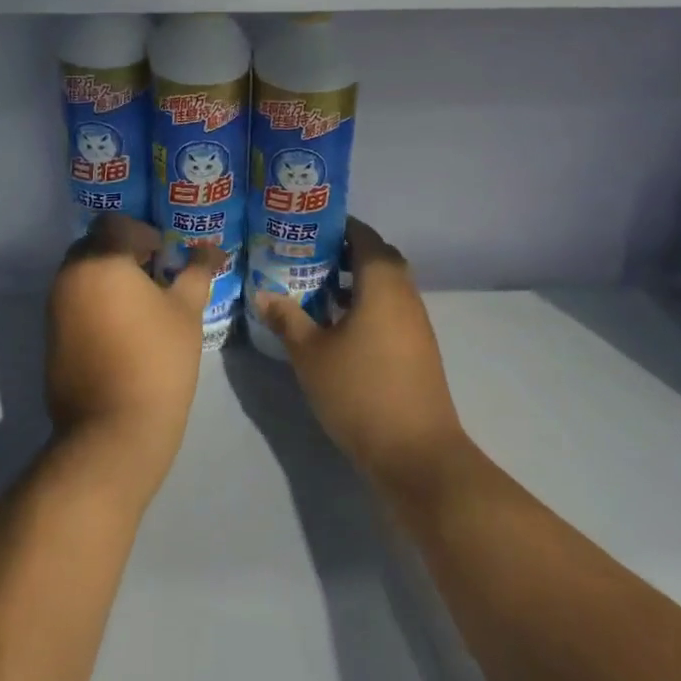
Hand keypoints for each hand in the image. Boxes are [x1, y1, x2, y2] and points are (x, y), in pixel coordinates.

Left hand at [45, 214, 221, 494]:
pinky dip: (95, 302)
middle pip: (95, 245)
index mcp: (101, 260)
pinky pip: (73, 301)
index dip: (143, 232)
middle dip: (124, 253)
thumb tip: (212, 249)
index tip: (165, 256)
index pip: (115, 223)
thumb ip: (196, 271)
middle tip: (156, 277)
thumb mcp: (186, 311)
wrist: (113, 431)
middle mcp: (69, 275)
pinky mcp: (50, 336)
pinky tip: (122, 330)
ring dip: (109, 278)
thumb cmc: (157, 361)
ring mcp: (54, 307)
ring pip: (82, 274)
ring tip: (142, 305)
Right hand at [252, 219, 470, 495]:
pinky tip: (337, 325)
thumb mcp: (311, 354)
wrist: (417, 454)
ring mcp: (416, 322)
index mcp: (382, 283)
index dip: (336, 226)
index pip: (363, 235)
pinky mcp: (418, 347)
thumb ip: (287, 318)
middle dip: (343, 252)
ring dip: (355, 280)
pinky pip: (390, 308)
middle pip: (376, 257)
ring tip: (315, 288)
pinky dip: (366, 304)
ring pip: (385, 285)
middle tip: (305, 257)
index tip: (305, 229)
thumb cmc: (360, 392)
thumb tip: (262, 293)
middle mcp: (405, 294)